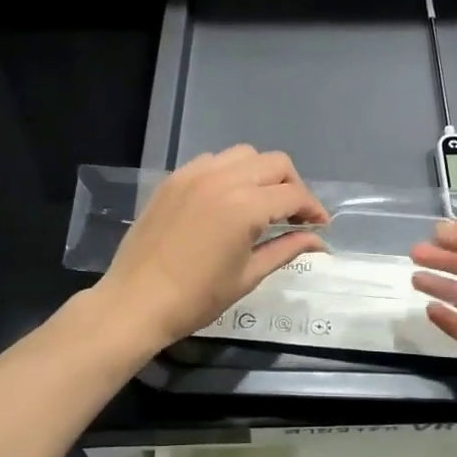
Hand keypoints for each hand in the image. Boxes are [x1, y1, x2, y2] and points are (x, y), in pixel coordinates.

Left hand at [92, 146, 328, 349]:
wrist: (136, 302)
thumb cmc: (196, 298)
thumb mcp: (248, 276)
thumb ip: (286, 249)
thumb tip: (319, 242)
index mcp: (245, 206)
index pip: (293, 195)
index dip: (313, 209)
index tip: (320, 226)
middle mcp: (223, 178)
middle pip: (275, 163)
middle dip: (292, 186)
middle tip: (294, 216)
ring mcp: (194, 174)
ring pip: (244, 155)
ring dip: (262, 174)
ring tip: (263, 203)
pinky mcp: (174, 178)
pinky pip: (213, 161)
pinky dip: (231, 172)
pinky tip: (228, 199)